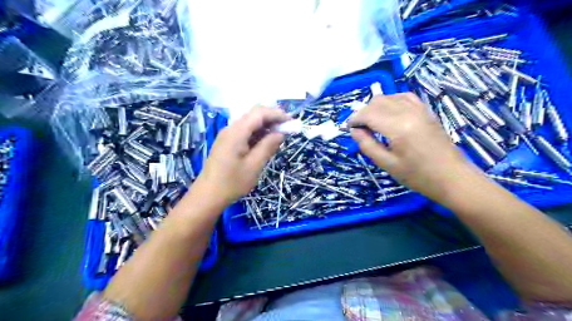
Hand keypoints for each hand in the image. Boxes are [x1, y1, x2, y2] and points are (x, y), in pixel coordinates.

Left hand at [197, 106, 290, 205]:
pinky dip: (258, 134)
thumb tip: (280, 133)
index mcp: (237, 132)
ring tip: (280, 136)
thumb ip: (268, 146)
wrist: (207, 196)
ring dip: (266, 126)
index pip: (259, 113)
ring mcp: (228, 135)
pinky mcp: (227, 143)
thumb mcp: (254, 165)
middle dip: (272, 118)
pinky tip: (266, 142)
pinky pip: (245, 132)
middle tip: (287, 129)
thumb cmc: (232, 183)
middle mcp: (231, 129)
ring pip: (250, 123)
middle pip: (254, 115)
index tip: (291, 122)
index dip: (277, 114)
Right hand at [348, 92, 479, 200]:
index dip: (354, 119)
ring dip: (375, 106)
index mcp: (397, 127)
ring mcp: (419, 108)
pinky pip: (404, 97)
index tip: (348, 128)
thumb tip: (354, 131)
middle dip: (363, 112)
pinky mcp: (426, 110)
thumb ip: (367, 145)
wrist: (452, 177)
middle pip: (377, 102)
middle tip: (359, 128)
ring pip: (389, 97)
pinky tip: (388, 113)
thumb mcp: (387, 164)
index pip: (368, 114)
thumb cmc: (417, 175)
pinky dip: (391, 101)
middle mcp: (408, 112)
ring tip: (372, 122)